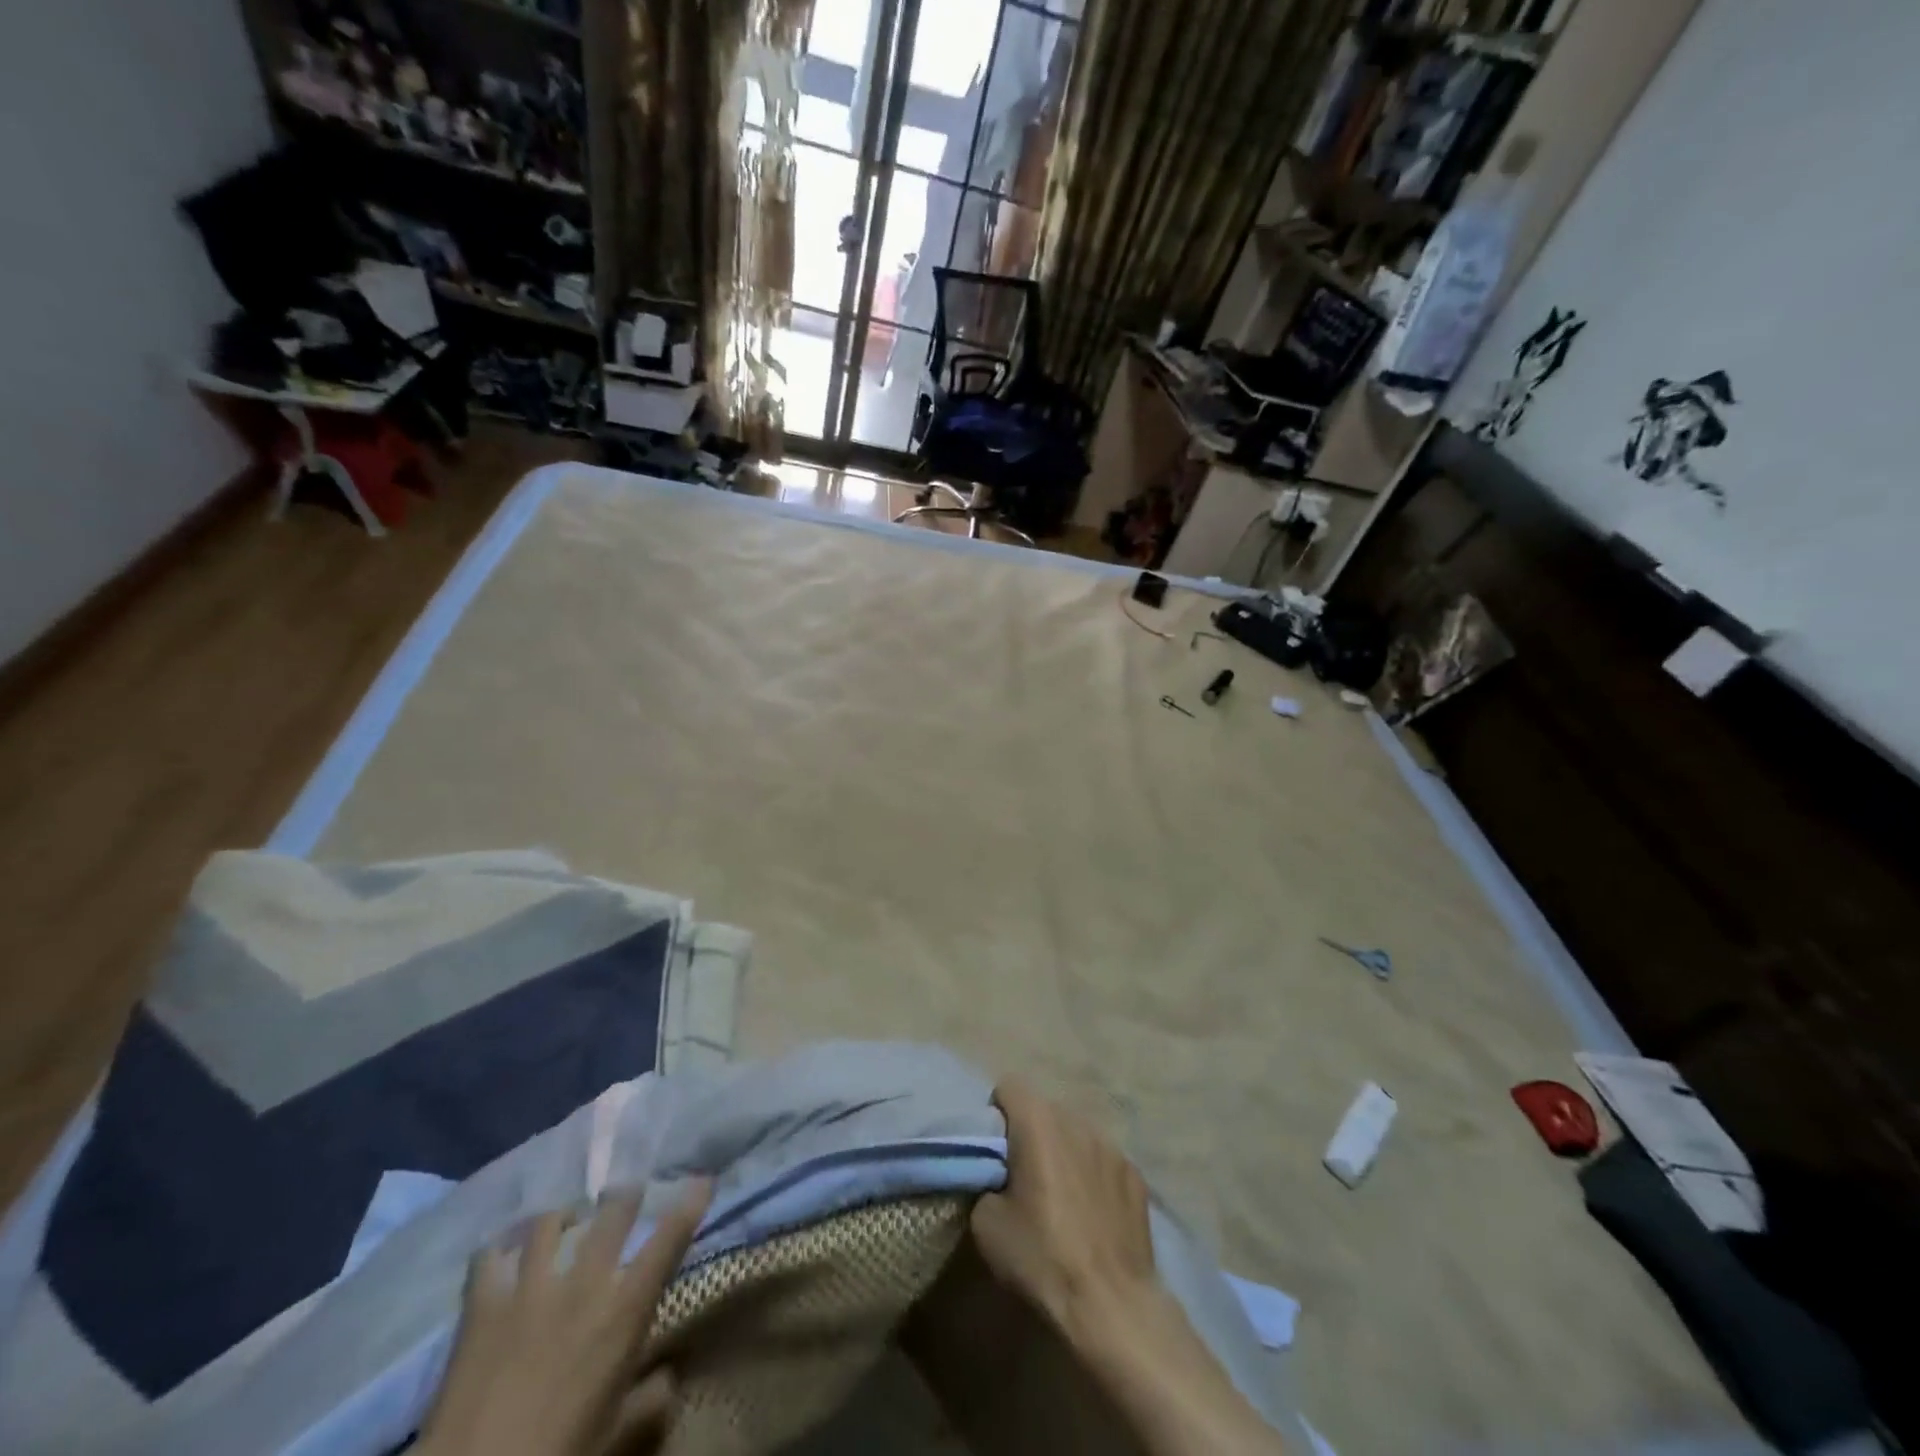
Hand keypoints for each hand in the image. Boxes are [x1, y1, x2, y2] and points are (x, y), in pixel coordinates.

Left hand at [417, 1182, 711, 1455]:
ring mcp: (530, 1286)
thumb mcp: (616, 1437)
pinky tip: (502, 1251)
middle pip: (613, 1212)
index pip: (669, 1241)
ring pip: (551, 1221)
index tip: (703, 1180)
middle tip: (628, 1194)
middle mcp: (584, 1282)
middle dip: (626, 1195)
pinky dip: (499, 1248)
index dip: (690, 1204)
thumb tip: (669, 1375)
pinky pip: (489, 1256)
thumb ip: (650, 1401)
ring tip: (564, 1220)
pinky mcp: (483, 1303)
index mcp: (623, 1311)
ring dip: (563, 1216)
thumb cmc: (559, 1454)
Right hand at [971, 1077, 1156, 1331]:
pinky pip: (1103, 1160)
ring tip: (1061, 1197)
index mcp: (1039, 1121)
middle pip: (1044, 1110)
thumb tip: (997, 1177)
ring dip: (1063, 1152)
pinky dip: (1092, 1175)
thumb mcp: (986, 1224)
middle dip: (1030, 1133)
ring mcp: (1112, 1145)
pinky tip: (1093, 1215)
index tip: (994, 1153)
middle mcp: (1077, 1120)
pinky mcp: (1136, 1174)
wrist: (1111, 1304)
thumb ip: (986, 1181)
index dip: (995, 1115)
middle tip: (1023, 1177)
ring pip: (1076, 1133)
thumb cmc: (1042, 1257)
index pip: (1009, 1086)